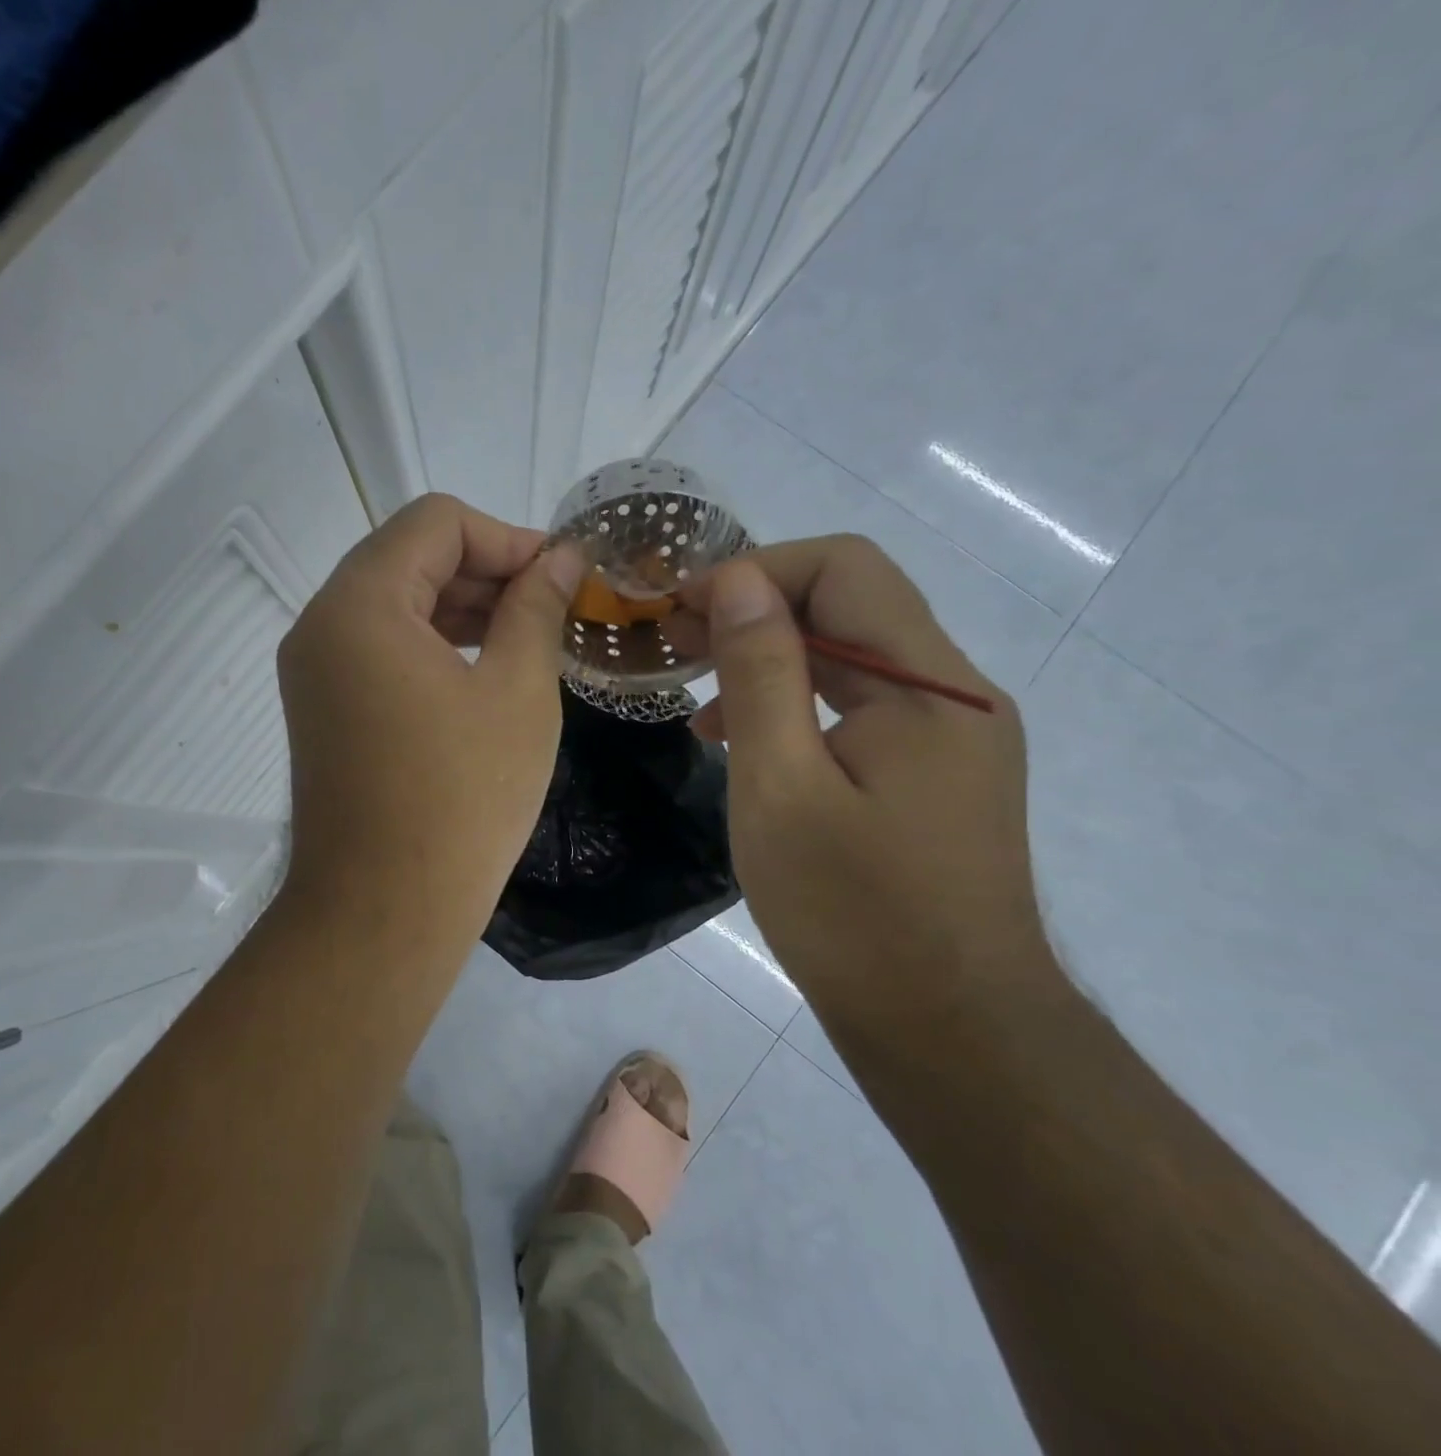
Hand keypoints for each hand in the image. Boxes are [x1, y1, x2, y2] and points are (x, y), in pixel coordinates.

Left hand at [276, 494, 584, 952]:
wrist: (384, 911)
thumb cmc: (461, 799)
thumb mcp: (516, 691)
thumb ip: (536, 608)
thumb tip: (561, 559)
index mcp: (360, 604)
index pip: (436, 522)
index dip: (508, 536)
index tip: (562, 575)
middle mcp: (321, 624)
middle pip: (410, 558)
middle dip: (487, 570)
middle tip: (554, 606)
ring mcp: (315, 670)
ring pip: (396, 604)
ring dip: (462, 608)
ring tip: (528, 637)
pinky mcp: (323, 708)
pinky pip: (381, 649)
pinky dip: (433, 644)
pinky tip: (484, 670)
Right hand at [676, 537, 1061, 1060]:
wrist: (950, 1031)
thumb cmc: (852, 914)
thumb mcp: (780, 787)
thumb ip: (761, 674)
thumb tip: (738, 580)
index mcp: (929, 687)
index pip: (844, 568)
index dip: (755, 571)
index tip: (682, 610)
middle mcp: (954, 695)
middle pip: (851, 605)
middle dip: (756, 610)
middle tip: (676, 642)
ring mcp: (951, 737)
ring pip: (853, 657)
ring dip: (772, 656)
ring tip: (696, 687)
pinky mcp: (935, 774)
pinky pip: (861, 707)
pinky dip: (798, 703)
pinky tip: (741, 738)